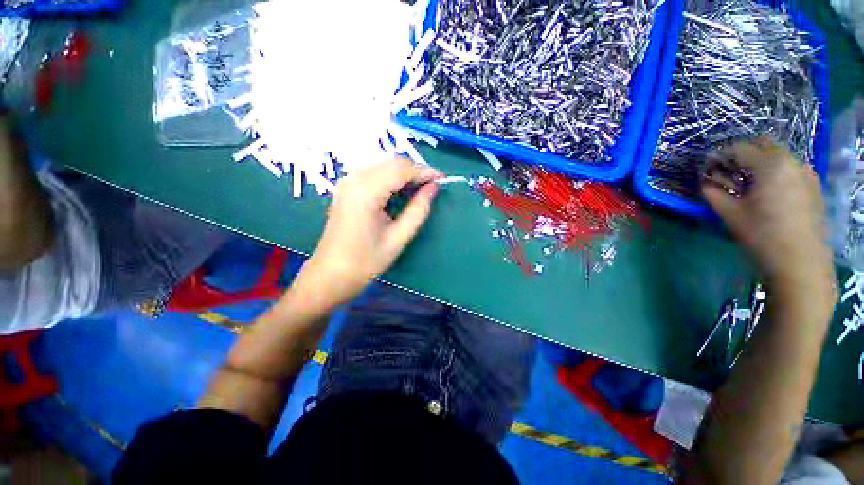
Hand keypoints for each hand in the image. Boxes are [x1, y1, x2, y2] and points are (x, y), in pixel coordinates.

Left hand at [291, 157, 442, 311]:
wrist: (330, 274)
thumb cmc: (365, 261)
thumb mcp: (398, 238)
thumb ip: (418, 210)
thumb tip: (433, 188)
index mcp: (366, 191)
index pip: (401, 169)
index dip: (424, 171)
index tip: (442, 179)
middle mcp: (354, 179)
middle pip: (391, 163)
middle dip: (415, 171)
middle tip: (432, 186)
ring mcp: (347, 182)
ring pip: (383, 165)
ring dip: (404, 173)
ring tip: (420, 189)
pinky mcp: (346, 188)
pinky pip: (374, 173)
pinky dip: (391, 177)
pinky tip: (400, 190)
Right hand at [701, 138, 836, 311]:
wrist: (800, 263)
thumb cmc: (762, 236)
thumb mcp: (729, 214)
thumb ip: (713, 193)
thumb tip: (704, 182)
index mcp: (770, 165)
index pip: (739, 148)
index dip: (719, 156)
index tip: (707, 169)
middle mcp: (792, 161)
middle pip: (763, 145)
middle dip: (742, 155)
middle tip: (727, 173)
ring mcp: (807, 173)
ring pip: (778, 156)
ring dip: (759, 163)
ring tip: (747, 185)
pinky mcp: (813, 186)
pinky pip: (790, 169)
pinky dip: (775, 173)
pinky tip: (767, 193)